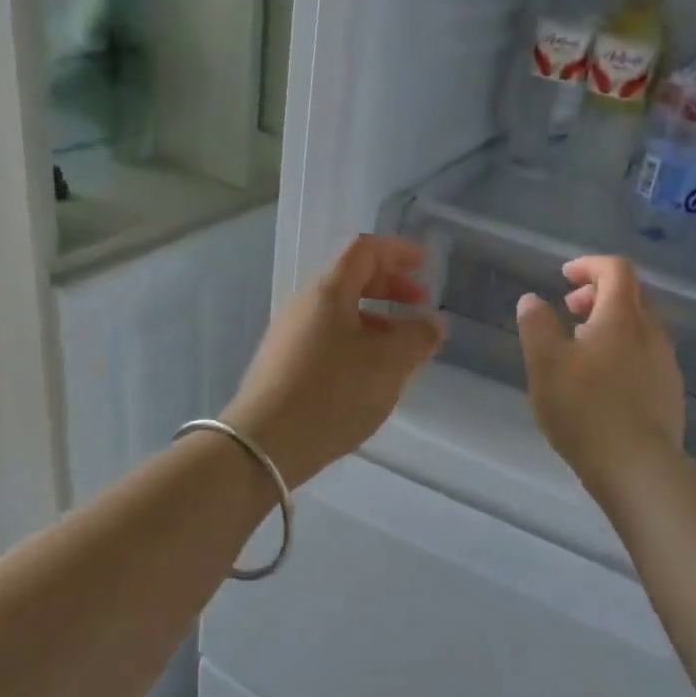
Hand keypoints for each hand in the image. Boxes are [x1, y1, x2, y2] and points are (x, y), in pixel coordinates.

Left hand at [222, 235, 443, 487]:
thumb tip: (430, 323)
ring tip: (403, 350)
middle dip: (391, 287)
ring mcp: (289, 336)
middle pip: (351, 279)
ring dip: (377, 321)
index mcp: (328, 292)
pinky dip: (359, 343)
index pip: (364, 250)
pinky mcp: (284, 366)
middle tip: (420, 307)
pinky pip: (329, 339)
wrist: (264, 446)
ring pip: (341, 314)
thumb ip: (418, 336)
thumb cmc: (333, 393)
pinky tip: (372, 376)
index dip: (397, 251)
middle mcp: (304, 306)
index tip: (425, 264)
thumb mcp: (389, 363)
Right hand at [515, 256, 685, 481]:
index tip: (564, 277)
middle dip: (599, 293)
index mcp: (623, 317)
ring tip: (581, 347)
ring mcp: (666, 363)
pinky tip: (604, 381)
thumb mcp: (545, 364)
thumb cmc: (585, 409)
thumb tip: (532, 300)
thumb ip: (536, 325)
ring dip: (611, 323)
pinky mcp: (670, 392)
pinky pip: (647, 354)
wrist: (638, 467)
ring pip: (640, 326)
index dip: (589, 265)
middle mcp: (651, 332)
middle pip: (632, 294)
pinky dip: (624, 349)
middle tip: (569, 310)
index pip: (616, 269)